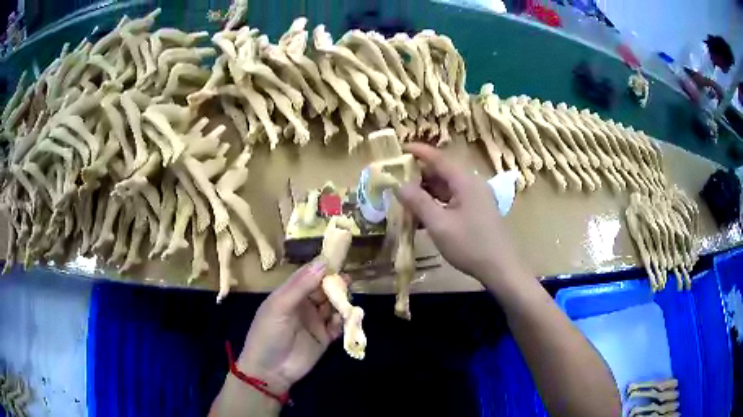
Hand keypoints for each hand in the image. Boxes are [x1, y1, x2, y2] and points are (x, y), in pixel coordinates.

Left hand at [237, 258, 341, 392]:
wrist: (270, 370)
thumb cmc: (268, 333)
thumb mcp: (279, 306)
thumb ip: (301, 286)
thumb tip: (323, 262)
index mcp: (289, 294)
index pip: (308, 275)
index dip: (321, 268)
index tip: (338, 259)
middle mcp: (304, 305)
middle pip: (324, 289)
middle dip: (335, 284)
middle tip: (347, 282)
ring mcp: (315, 322)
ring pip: (333, 306)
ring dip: (341, 302)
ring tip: (347, 302)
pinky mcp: (325, 338)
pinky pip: (337, 325)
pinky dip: (342, 321)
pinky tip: (340, 321)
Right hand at [396, 143, 523, 285]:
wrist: (501, 268)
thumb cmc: (470, 244)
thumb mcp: (439, 224)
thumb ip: (418, 202)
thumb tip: (398, 185)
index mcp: (465, 181)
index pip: (439, 158)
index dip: (419, 152)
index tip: (399, 149)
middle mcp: (472, 185)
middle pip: (442, 173)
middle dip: (419, 176)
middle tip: (397, 183)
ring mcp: (476, 199)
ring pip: (447, 188)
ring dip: (427, 193)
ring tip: (406, 202)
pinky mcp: (477, 211)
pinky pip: (453, 201)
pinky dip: (437, 205)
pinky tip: (423, 218)